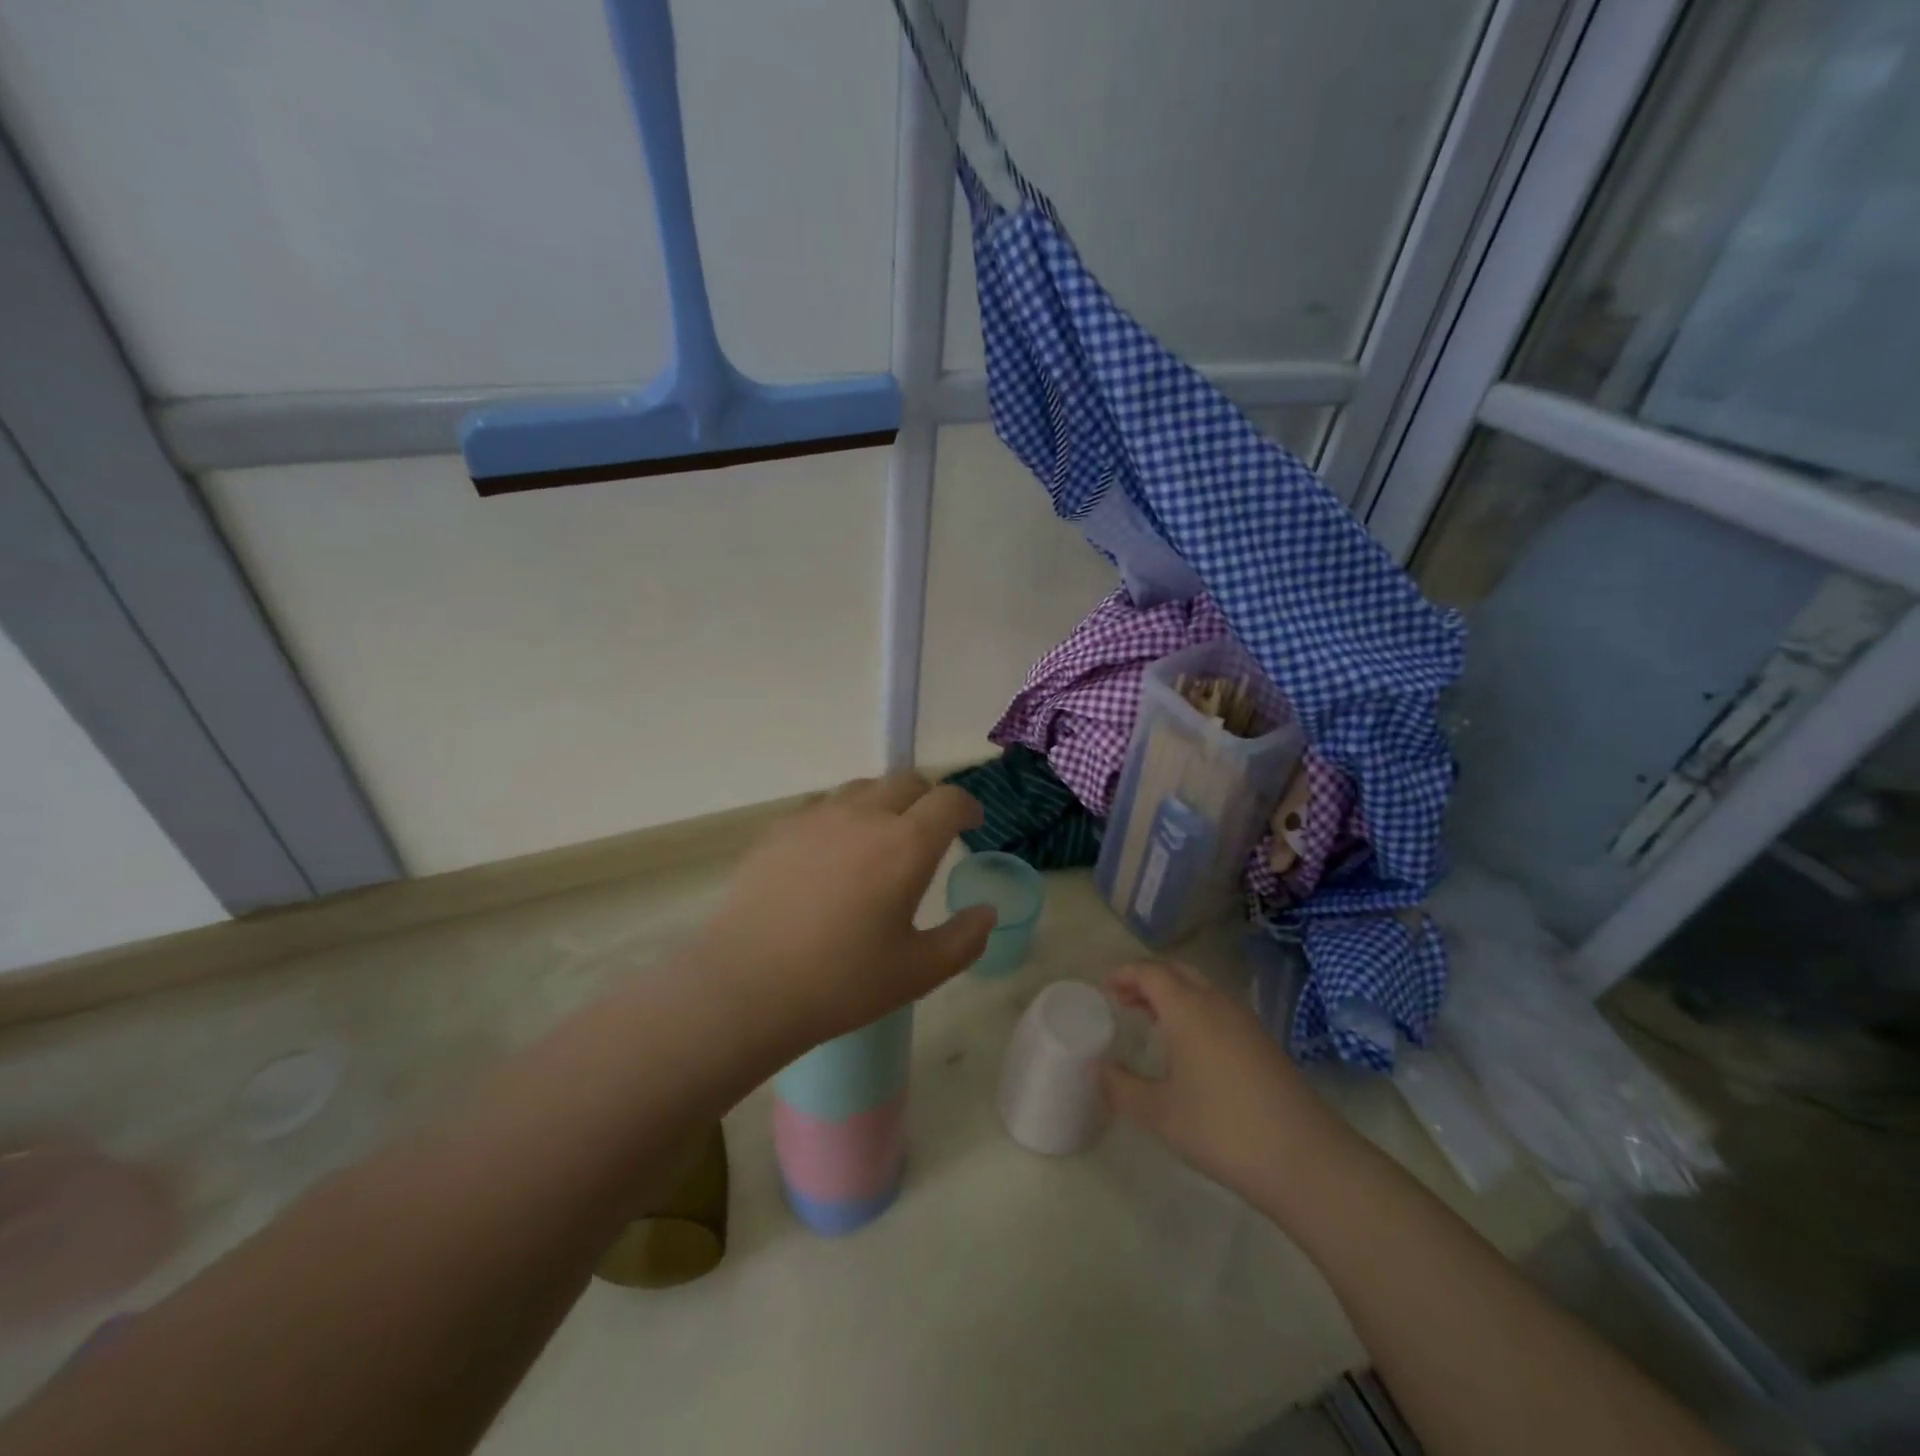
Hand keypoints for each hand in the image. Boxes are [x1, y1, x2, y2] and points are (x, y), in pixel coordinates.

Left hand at [691, 771, 995, 1047]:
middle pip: (908, 781)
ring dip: (885, 802)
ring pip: (864, 788)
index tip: (972, 825)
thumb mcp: (918, 972)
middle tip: (930, 832)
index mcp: (906, 845)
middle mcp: (864, 816)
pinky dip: (843, 816)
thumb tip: (986, 912)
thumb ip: (965, 939)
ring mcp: (817, 817)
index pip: (949, 800)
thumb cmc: (842, 982)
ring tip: (881, 839)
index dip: (967, 807)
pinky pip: (824, 805)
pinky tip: (833, 853)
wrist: (747, 985)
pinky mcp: (781, 829)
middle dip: (929, 799)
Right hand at [1101, 961, 1338, 1204]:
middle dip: (1146, 980)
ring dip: (1172, 995)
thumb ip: (1121, 1087)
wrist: (1306, 1160)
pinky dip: (1194, 1011)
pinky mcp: (1263, 1041)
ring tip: (1149, 1021)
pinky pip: (1218, 1008)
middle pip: (1176, 972)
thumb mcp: (1159, 1114)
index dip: (1123, 974)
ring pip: (1200, 989)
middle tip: (1122, 1001)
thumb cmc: (1222, 1129)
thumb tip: (1097, 1068)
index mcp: (1188, 1008)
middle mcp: (1216, 1003)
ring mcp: (1244, 1021)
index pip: (1150, 972)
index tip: (1103, 989)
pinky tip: (1188, 1047)